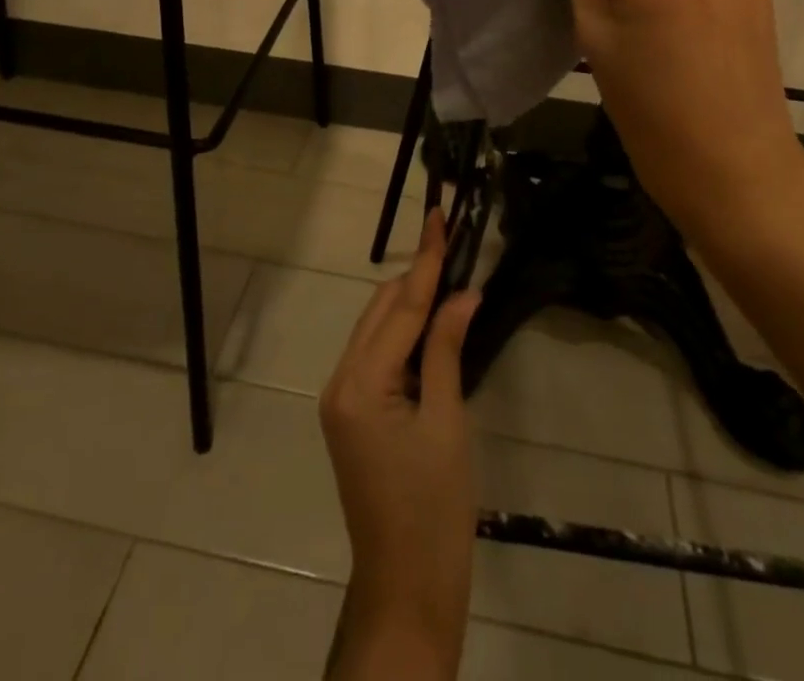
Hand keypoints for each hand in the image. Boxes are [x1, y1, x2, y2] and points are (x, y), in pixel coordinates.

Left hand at [320, 210, 479, 678]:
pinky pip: (377, 354)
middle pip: (382, 312)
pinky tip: (431, 324)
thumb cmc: (435, 509)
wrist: (407, 587)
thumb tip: (463, 292)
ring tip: (448, 274)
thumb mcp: (447, 423)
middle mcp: (340, 381)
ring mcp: (341, 398)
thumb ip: (447, 350)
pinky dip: (404, 334)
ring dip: (411, 303)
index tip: (439, 217)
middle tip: (453, 243)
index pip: (401, 307)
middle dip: (418, 277)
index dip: (426, 260)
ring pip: (377, 329)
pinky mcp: (351, 412)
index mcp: (360, 384)